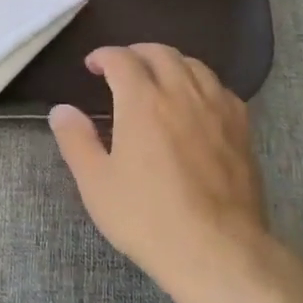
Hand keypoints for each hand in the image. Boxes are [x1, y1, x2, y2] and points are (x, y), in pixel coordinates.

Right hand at [48, 44, 270, 302]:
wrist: (217, 249)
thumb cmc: (148, 218)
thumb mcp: (97, 184)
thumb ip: (76, 140)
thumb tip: (61, 110)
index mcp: (143, 101)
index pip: (122, 59)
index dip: (104, 55)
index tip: (92, 65)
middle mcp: (181, 93)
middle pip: (161, 53)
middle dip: (136, 52)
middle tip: (122, 67)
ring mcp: (216, 108)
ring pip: (194, 65)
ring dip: (170, 62)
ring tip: (159, 77)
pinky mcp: (241, 127)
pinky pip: (221, 88)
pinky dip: (202, 83)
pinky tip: (197, 101)